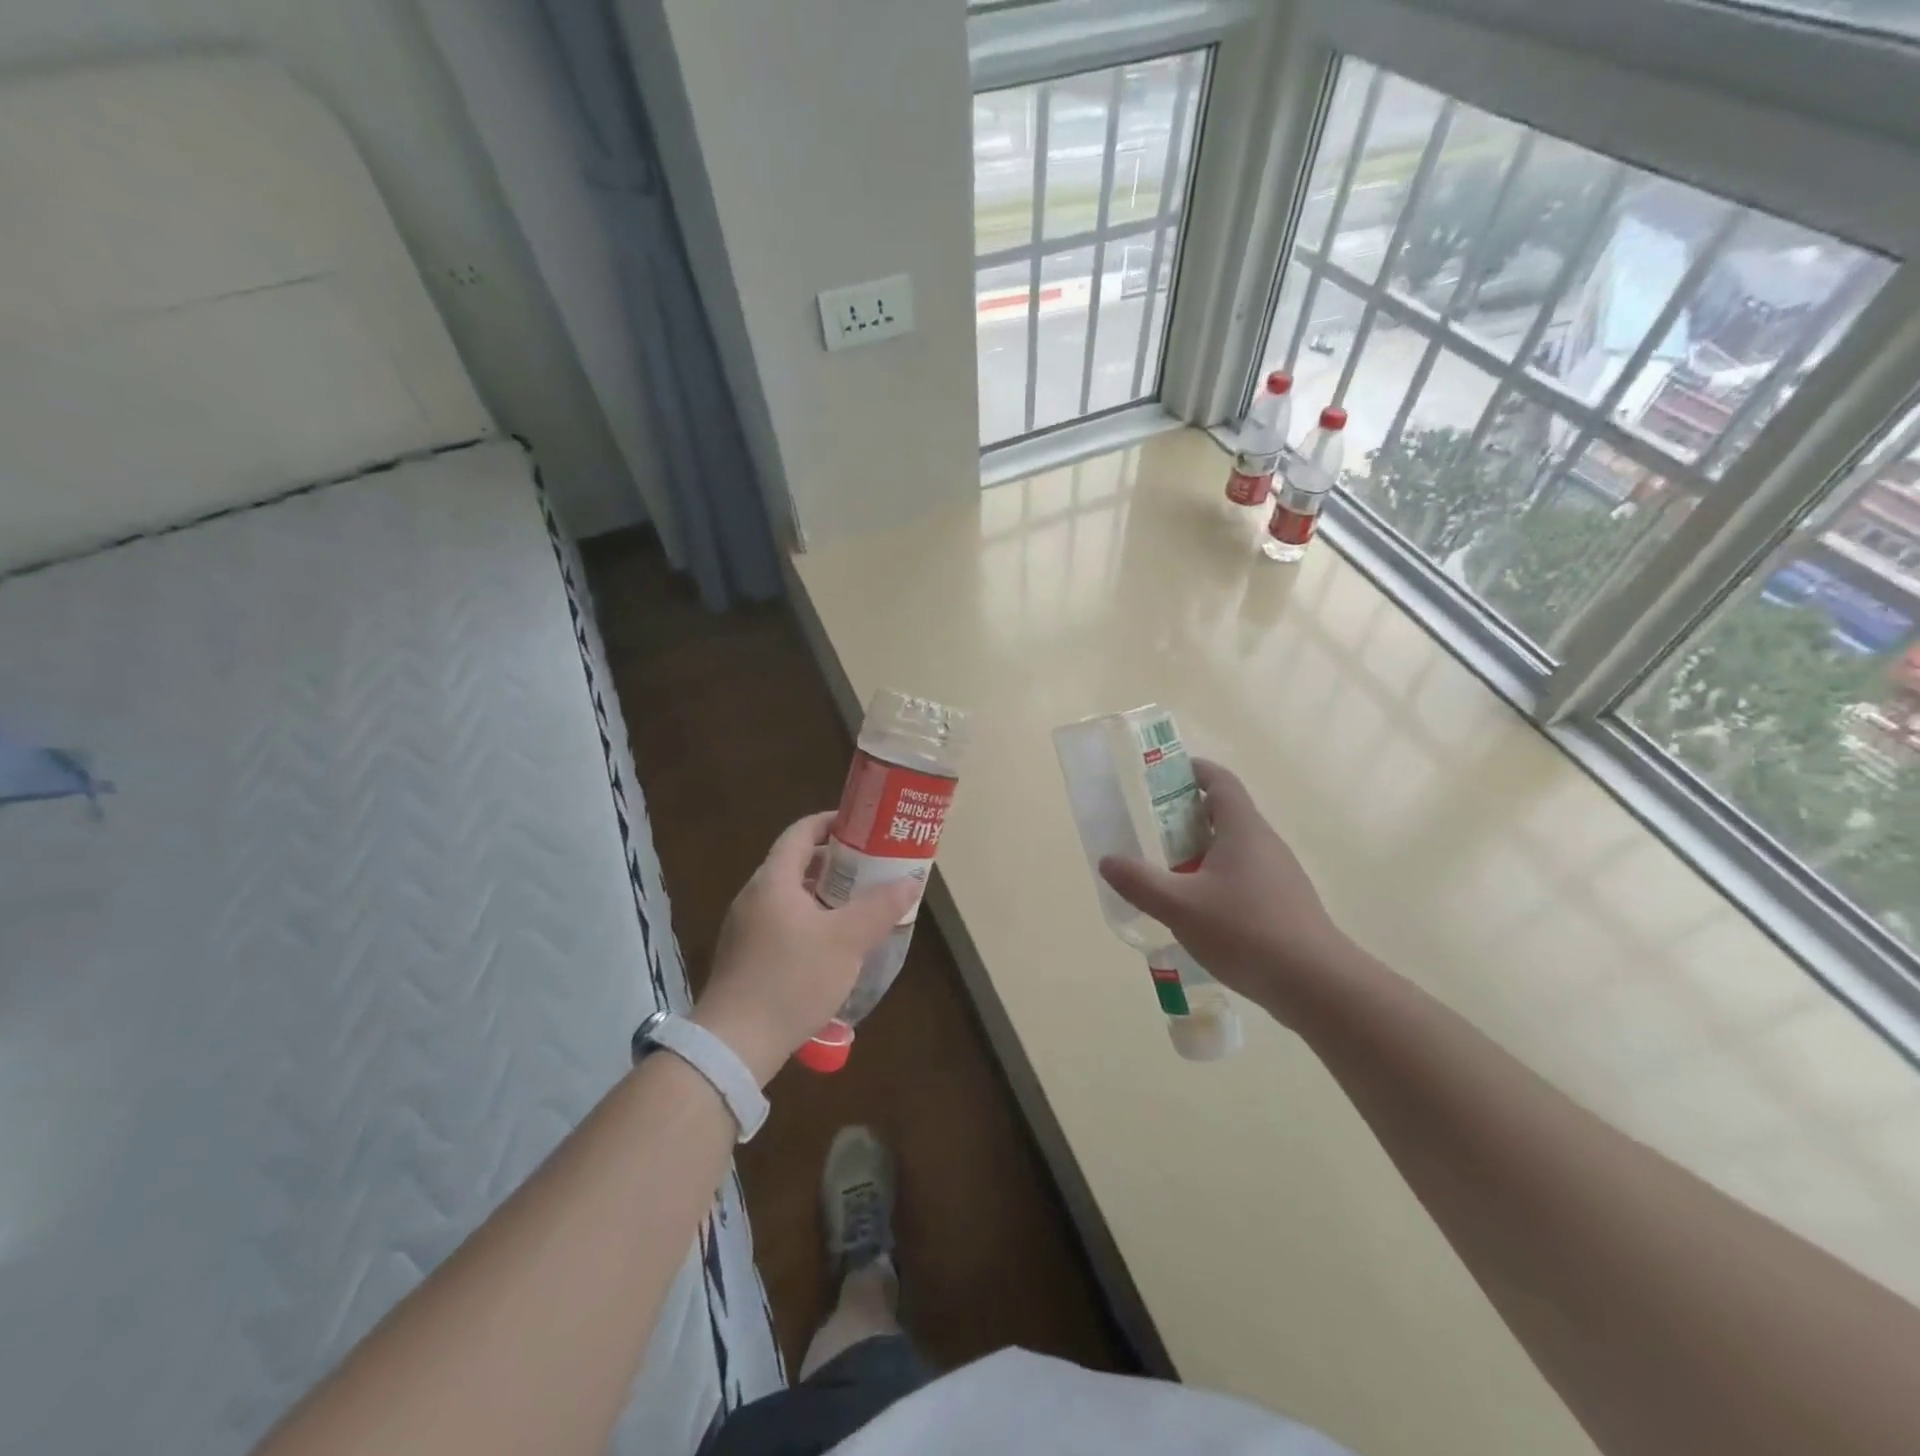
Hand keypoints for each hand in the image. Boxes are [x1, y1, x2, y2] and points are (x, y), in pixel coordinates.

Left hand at [692, 812, 917, 1083]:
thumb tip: (909, 880)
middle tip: (872, 867)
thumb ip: (879, 907)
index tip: (863, 826)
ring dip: (824, 894)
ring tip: (859, 905)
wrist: (735, 1045)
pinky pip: (782, 922)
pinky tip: (833, 946)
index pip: (801, 832)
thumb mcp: (847, 941)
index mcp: (774, 880)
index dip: (831, 822)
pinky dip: (810, 920)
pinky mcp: (744, 956)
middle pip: (796, 863)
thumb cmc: (792, 980)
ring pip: (790, 896)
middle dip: (836, 862)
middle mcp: (754, 896)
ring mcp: (745, 928)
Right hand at [1098, 759, 1351, 1024]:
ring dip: (1201, 851)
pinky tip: (1200, 912)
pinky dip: (1217, 879)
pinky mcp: (1285, 903)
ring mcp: (1279, 874)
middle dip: (1186, 817)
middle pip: (1225, 814)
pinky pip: (1244, 876)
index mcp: (1243, 829)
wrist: (1316, 983)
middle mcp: (1264, 843)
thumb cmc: (1245, 931)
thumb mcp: (1180, 907)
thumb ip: (1140, 882)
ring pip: (1234, 848)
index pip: (1220, 782)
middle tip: (1151, 831)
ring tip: (1168, 873)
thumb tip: (1108, 860)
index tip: (1164, 777)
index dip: (1194, 771)